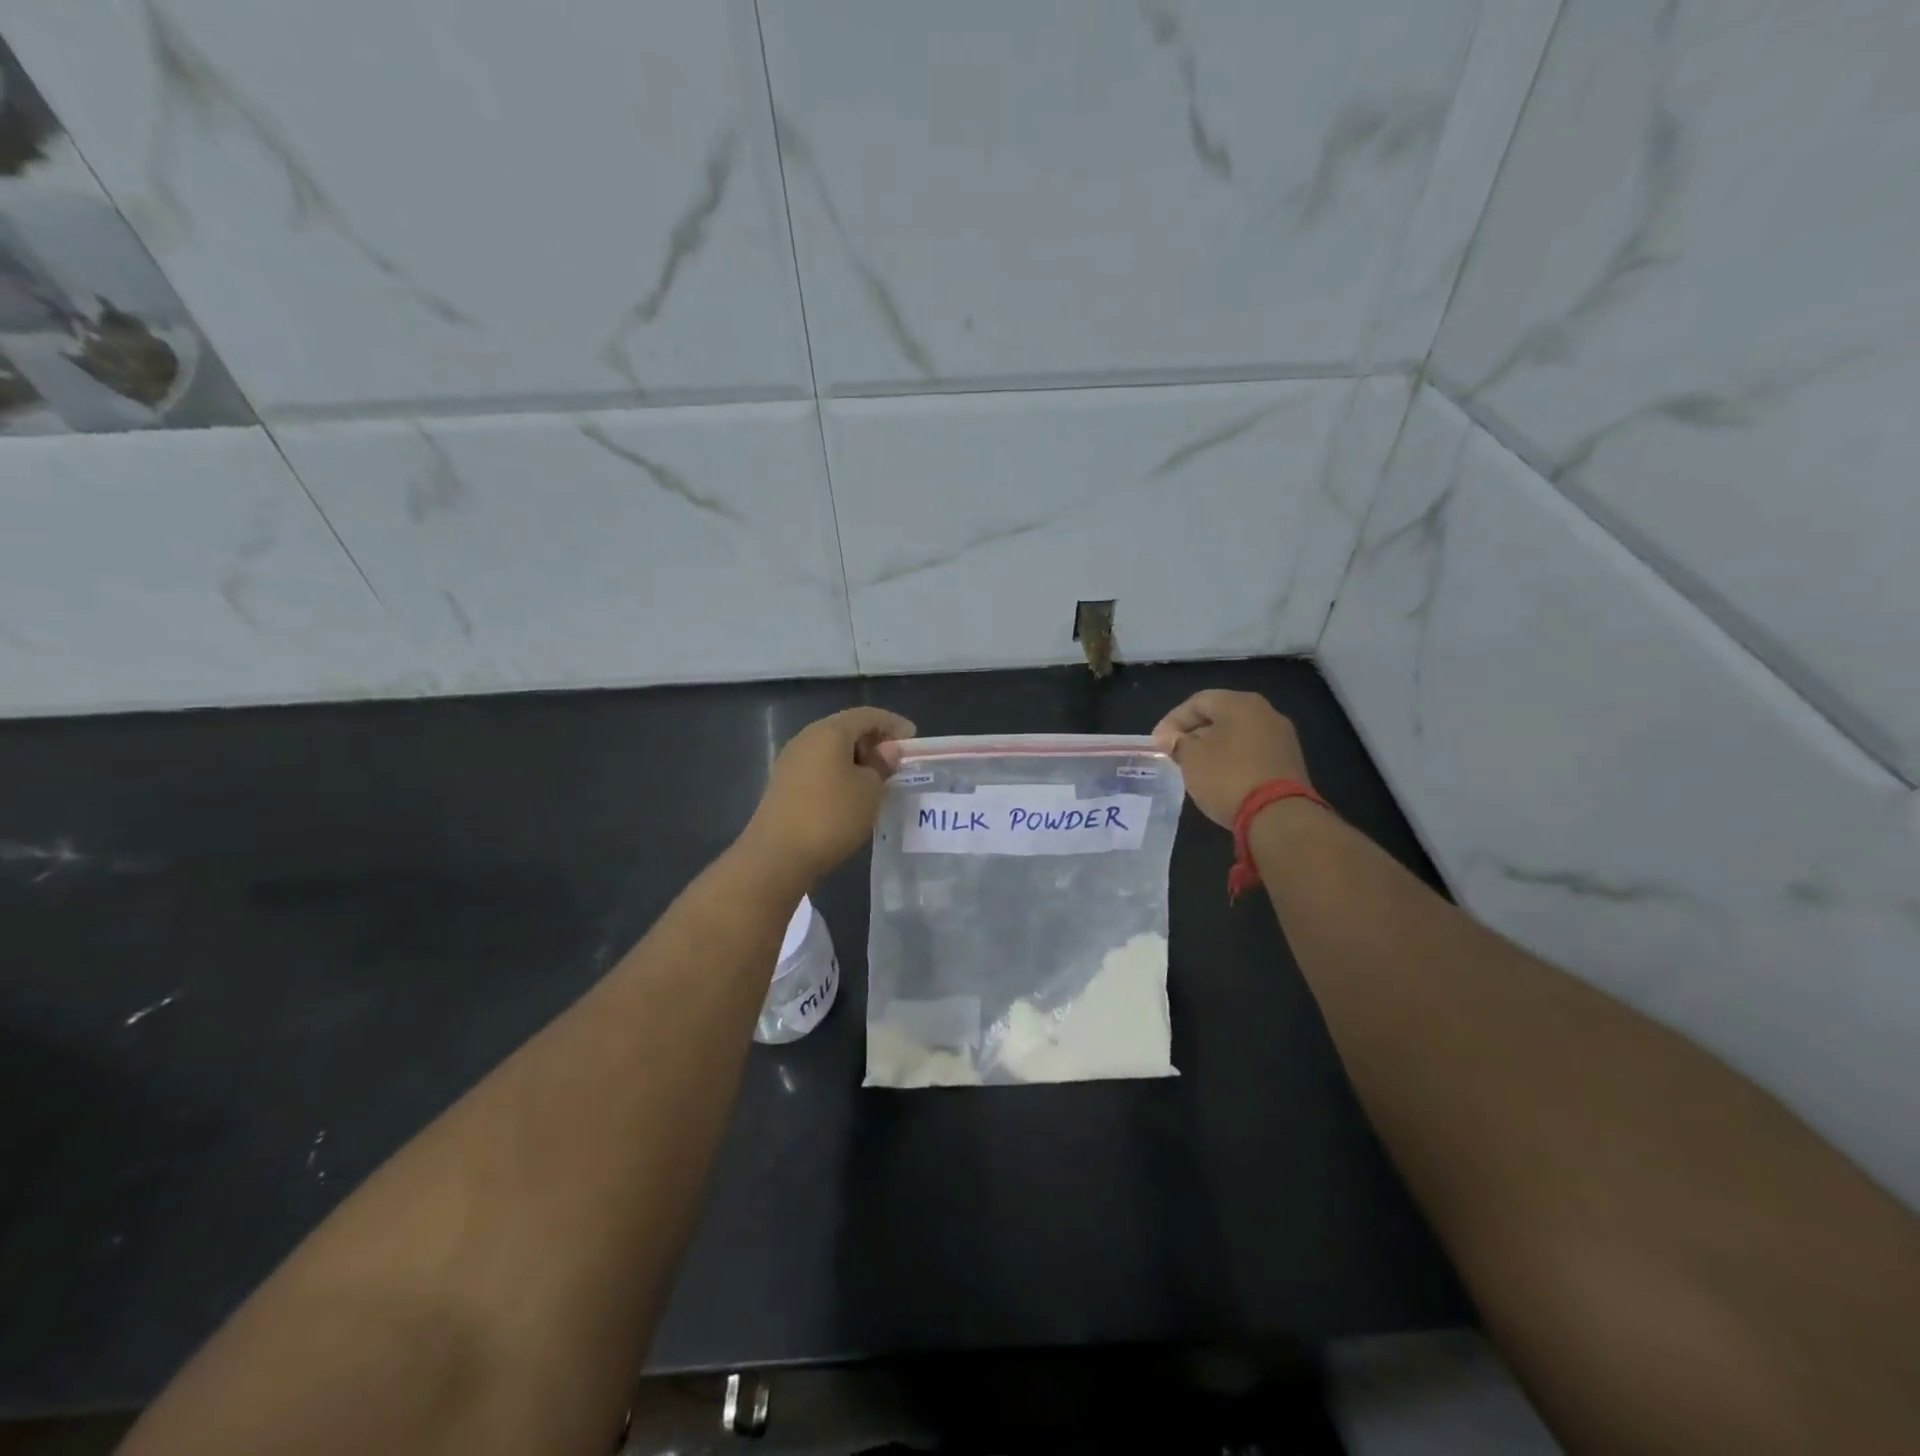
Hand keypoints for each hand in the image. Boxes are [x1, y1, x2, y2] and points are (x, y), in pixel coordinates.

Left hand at [741, 706, 916, 882]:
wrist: (777, 856)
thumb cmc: (832, 816)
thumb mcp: (870, 790)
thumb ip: (882, 765)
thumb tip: (887, 751)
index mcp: (829, 731)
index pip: (867, 715)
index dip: (893, 724)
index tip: (913, 740)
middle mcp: (806, 738)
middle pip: (847, 729)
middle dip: (874, 742)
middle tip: (896, 763)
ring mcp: (791, 761)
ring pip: (832, 750)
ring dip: (857, 760)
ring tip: (878, 781)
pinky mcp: (784, 784)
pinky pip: (819, 768)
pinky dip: (840, 774)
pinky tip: (852, 795)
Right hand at [1152, 690, 1310, 828]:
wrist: (1279, 816)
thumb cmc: (1228, 778)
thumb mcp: (1191, 758)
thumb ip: (1178, 743)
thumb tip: (1174, 739)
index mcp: (1241, 703)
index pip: (1198, 702)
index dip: (1172, 721)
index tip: (1157, 743)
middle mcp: (1266, 712)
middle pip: (1220, 716)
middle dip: (1193, 733)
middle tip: (1174, 753)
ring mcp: (1282, 737)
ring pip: (1237, 735)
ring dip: (1213, 747)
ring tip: (1194, 767)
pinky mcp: (1289, 762)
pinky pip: (1252, 752)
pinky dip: (1232, 760)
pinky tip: (1220, 778)